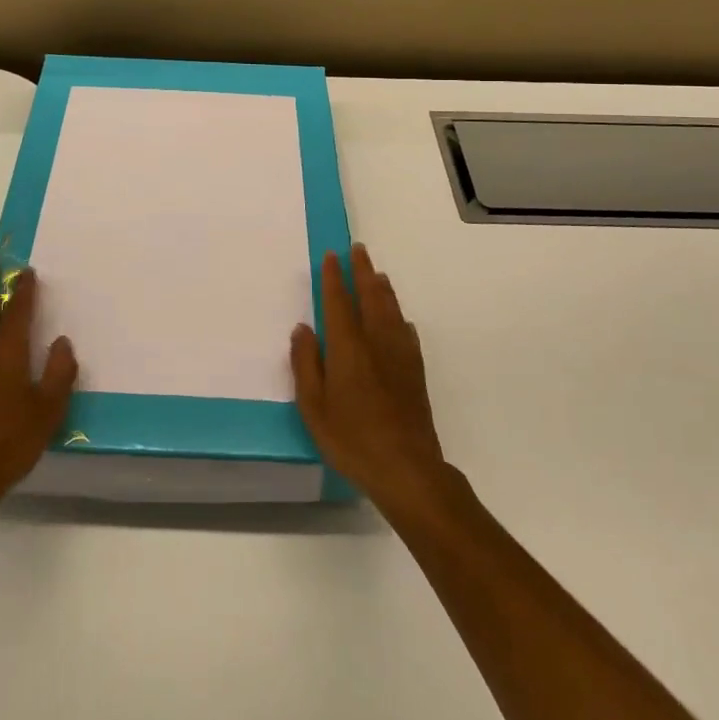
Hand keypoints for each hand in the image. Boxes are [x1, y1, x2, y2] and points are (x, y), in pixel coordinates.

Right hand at [290, 245, 448, 517]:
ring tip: (377, 273)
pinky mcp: (415, 372)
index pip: (338, 302)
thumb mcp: (314, 407)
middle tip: (358, 249)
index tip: (331, 256)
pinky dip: (399, 318)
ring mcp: (399, 356)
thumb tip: (303, 328)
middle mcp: (376, 342)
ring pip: (391, 310)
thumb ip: (306, 364)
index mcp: (347, 348)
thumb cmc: (352, 439)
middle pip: (370, 297)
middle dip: (362, 271)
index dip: (333, 277)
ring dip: (382, 288)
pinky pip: (406, 333)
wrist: (407, 469)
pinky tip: (400, 319)